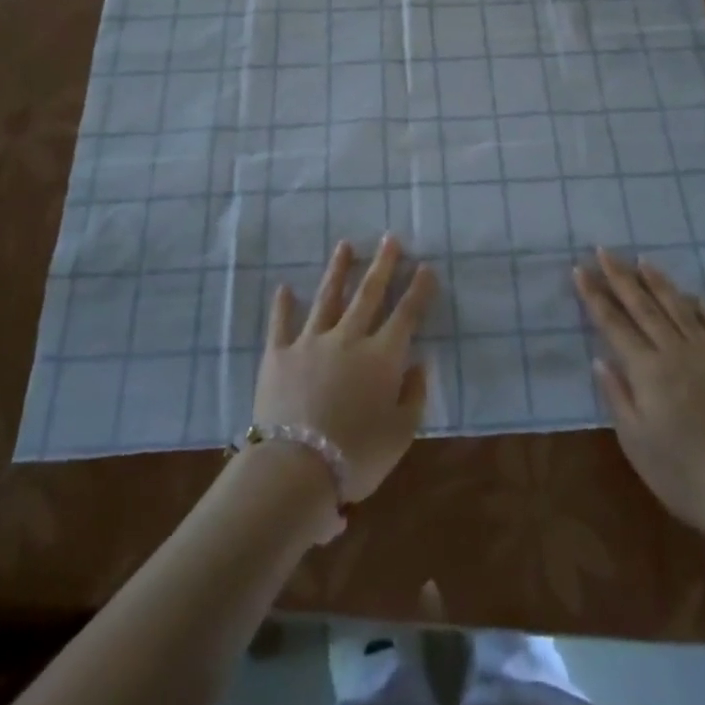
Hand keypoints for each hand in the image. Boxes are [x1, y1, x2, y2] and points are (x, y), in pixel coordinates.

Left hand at [255, 235, 437, 505]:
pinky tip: (284, 287)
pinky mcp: (279, 354)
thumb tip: (419, 364)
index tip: (426, 266)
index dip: (418, 290)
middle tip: (389, 238)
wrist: (296, 467)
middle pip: (368, 293)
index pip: (406, 314)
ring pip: (328, 297)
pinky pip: (281, 323)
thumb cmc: (357, 456)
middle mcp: (349, 338)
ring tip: (345, 245)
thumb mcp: (401, 434)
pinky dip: (283, 305)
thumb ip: (414, 396)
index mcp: (382, 357)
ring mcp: (311, 341)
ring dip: (338, 270)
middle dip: (382, 264)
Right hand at [575, 249, 704, 545]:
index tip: (580, 269)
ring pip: (681, 311)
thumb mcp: (636, 443)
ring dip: (660, 284)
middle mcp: (677, 354)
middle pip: (644, 308)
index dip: (595, 296)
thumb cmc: (685, 477)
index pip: (614, 325)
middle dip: (621, 277)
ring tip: (644, 261)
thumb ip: (617, 397)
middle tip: (604, 250)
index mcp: (648, 371)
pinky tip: (699, 299)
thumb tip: (601, 359)